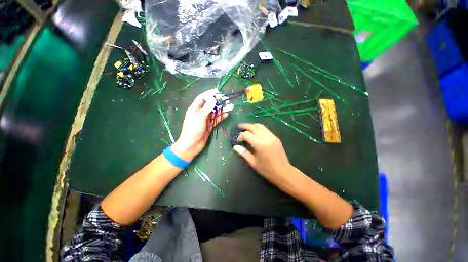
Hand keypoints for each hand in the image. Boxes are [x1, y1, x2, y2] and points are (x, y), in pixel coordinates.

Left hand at [171, 89, 227, 160]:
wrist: (191, 146)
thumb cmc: (192, 130)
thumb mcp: (199, 118)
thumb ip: (207, 108)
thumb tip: (213, 98)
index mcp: (195, 109)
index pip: (202, 98)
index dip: (209, 94)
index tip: (217, 91)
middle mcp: (200, 113)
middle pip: (210, 105)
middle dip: (218, 102)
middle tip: (227, 99)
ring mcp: (205, 120)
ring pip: (214, 113)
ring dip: (222, 110)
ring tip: (230, 106)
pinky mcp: (209, 126)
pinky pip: (216, 120)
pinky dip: (221, 117)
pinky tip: (227, 114)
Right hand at [233, 123, 291, 185]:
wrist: (284, 172)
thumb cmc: (267, 169)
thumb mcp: (253, 162)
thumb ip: (244, 153)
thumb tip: (235, 147)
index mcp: (259, 144)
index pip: (247, 134)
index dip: (240, 136)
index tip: (238, 140)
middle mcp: (265, 137)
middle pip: (254, 126)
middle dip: (246, 125)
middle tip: (239, 126)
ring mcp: (272, 136)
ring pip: (260, 126)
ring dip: (253, 125)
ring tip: (247, 127)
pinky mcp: (276, 138)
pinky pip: (266, 129)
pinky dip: (259, 128)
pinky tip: (256, 132)